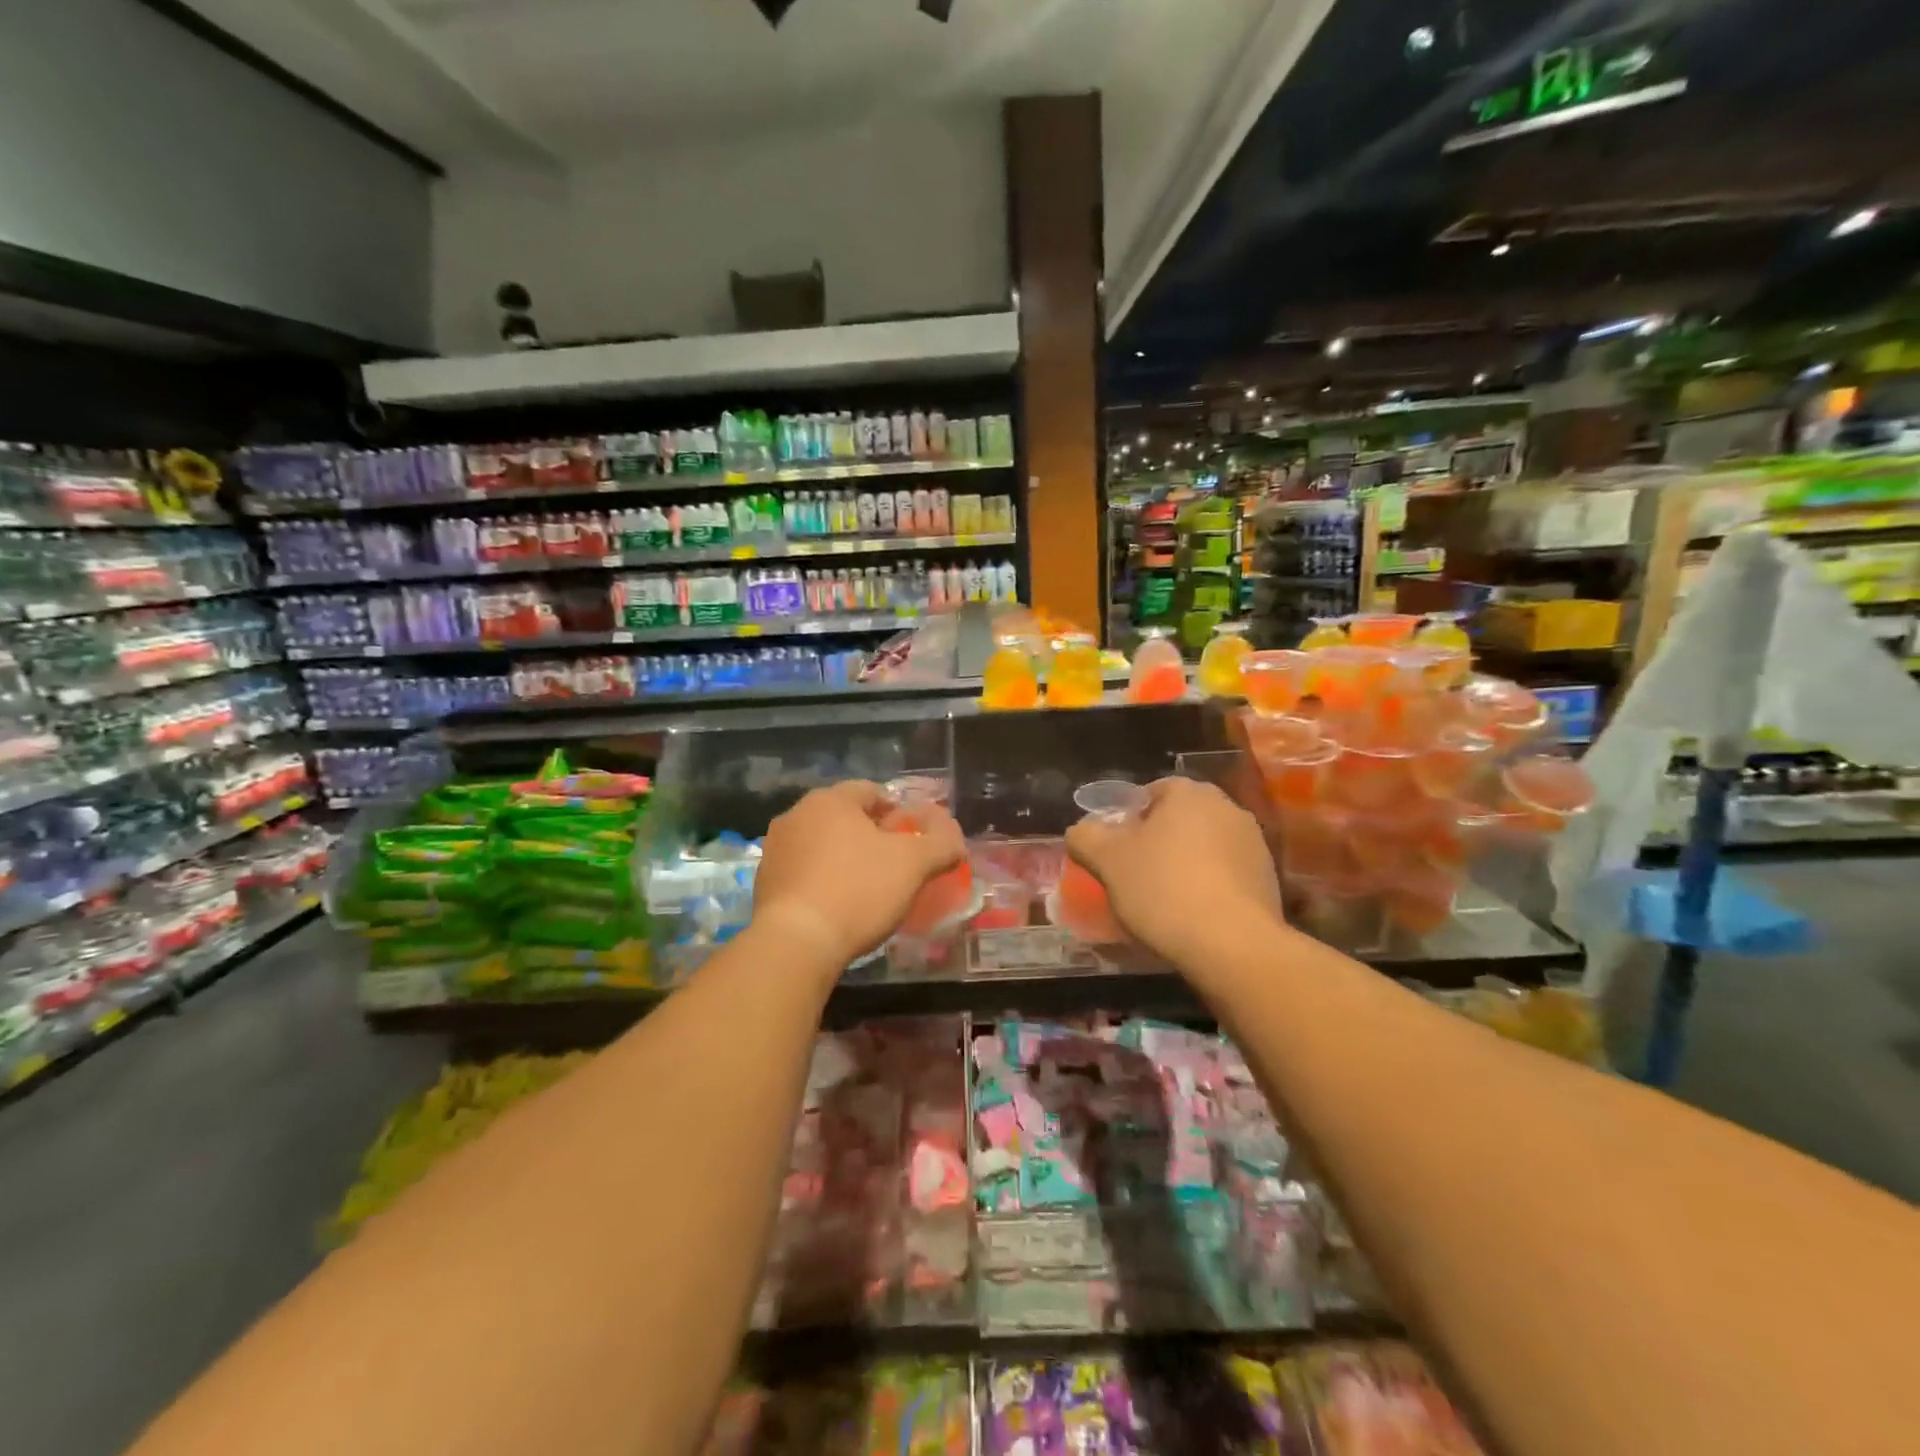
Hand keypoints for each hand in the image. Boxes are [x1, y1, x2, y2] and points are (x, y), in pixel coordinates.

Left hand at [751, 780, 965, 975]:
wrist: (795, 943)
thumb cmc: (858, 890)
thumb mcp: (914, 864)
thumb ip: (941, 844)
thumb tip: (955, 840)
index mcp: (830, 800)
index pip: (871, 791)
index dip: (898, 812)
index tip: (914, 839)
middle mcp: (796, 815)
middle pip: (844, 817)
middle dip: (870, 835)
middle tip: (895, 865)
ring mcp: (775, 849)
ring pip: (821, 844)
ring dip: (844, 858)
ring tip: (867, 889)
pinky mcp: (763, 883)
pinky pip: (803, 872)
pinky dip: (822, 881)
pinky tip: (838, 907)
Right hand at [1065, 776, 1282, 966]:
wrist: (1232, 945)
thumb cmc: (1163, 889)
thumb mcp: (1107, 861)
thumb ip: (1086, 837)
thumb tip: (1080, 831)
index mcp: (1189, 793)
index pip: (1151, 792)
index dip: (1128, 818)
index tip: (1114, 849)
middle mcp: (1227, 808)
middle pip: (1179, 819)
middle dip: (1157, 841)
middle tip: (1133, 873)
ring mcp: (1254, 844)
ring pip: (1204, 848)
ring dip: (1184, 865)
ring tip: (1162, 900)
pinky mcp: (1268, 880)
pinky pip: (1226, 875)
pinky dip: (1208, 888)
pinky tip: (1192, 916)